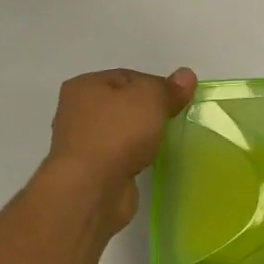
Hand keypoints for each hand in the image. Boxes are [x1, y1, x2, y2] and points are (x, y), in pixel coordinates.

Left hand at [43, 67, 197, 231]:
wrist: (93, 188)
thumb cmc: (118, 132)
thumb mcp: (151, 98)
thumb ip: (169, 87)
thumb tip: (186, 76)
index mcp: (85, 86)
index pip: (127, 77)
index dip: (156, 85)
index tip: (178, 101)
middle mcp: (77, 111)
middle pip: (123, 104)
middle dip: (148, 112)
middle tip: (173, 121)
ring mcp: (82, 144)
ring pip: (121, 132)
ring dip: (141, 137)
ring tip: (163, 142)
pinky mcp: (91, 171)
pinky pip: (120, 156)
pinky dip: (134, 158)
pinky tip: (148, 162)